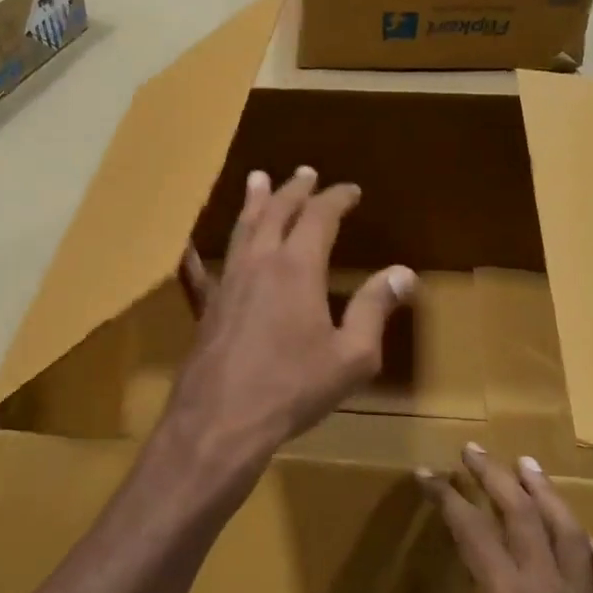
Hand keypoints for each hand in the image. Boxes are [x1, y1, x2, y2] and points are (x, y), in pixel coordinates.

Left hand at [163, 166, 415, 504]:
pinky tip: (189, 246)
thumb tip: (403, 273)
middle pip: (276, 212)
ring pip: (242, 230)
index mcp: (297, 267)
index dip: (336, 198)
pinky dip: (201, 252)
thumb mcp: (351, 355)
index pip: (319, 216)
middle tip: (305, 172)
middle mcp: (259, 263)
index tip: (350, 190)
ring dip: (254, 203)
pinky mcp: (206, 307)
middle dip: (294, 190)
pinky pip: (202, 269)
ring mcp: (227, 282)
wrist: (221, 420)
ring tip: (258, 180)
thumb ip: (374, 309)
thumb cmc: (293, 388)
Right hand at [412, 444, 592, 592]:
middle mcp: (552, 590)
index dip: (447, 498)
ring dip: (546, 495)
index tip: (426, 474)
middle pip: (523, 517)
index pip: (473, 532)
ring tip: (528, 465)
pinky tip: (589, 539)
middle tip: (474, 451)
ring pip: (570, 534)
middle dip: (495, 478)